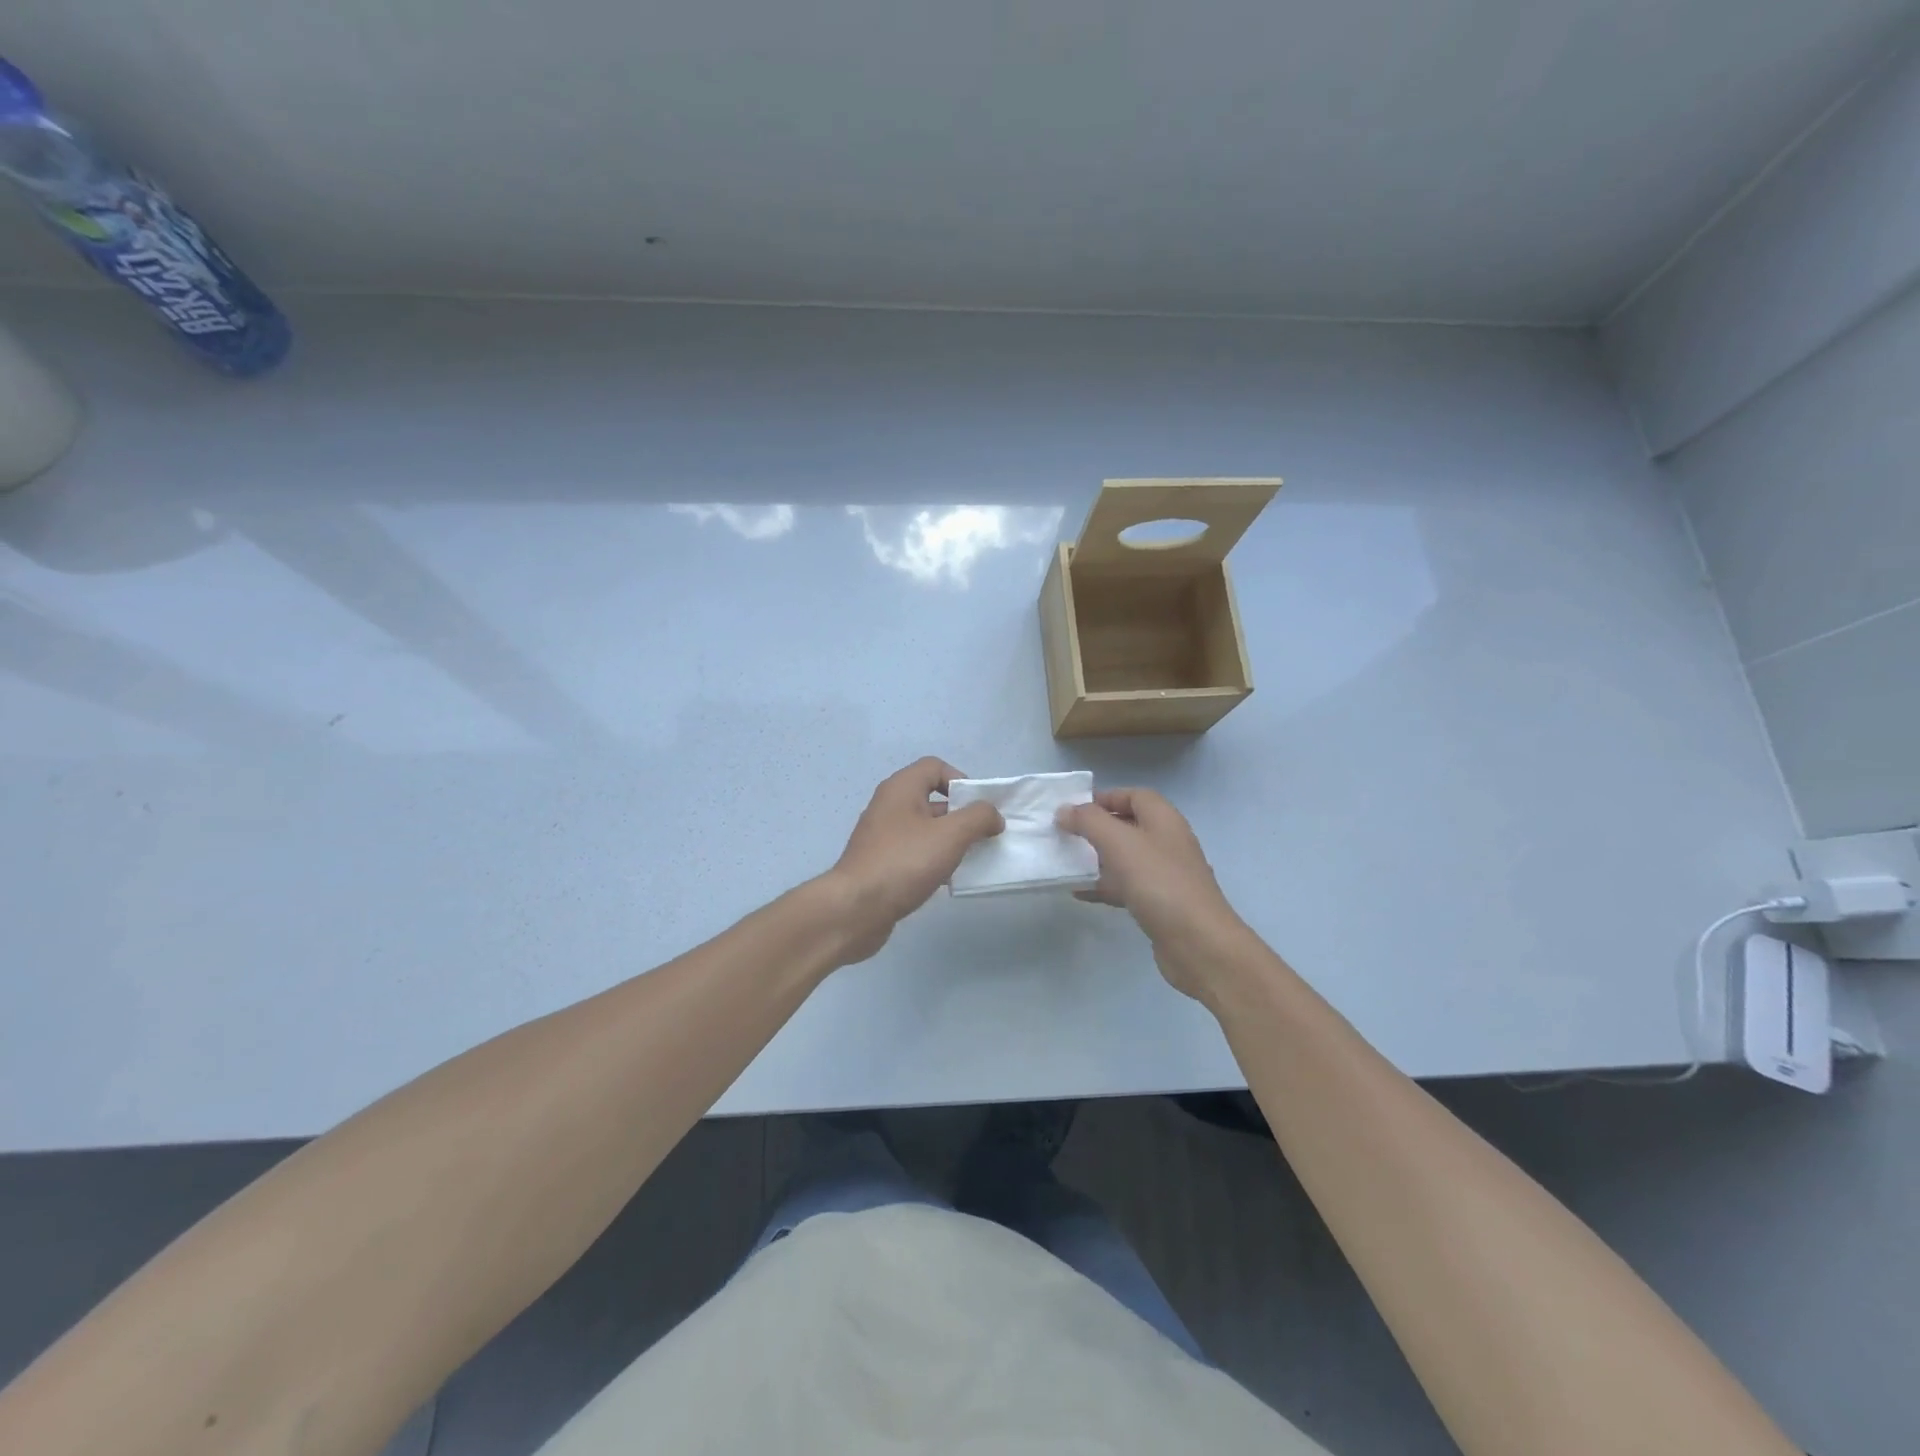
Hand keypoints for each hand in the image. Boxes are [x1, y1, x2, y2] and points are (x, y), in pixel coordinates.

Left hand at [822, 757, 1003, 962]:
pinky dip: (932, 860)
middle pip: (931, 798)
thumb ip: (978, 818)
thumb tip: (993, 815)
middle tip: (982, 836)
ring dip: (949, 840)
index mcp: (901, 788)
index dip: (961, 781)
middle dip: (960, 814)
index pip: (935, 767)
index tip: (978, 808)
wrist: (856, 909)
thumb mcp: (951, 835)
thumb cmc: (904, 862)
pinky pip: (913, 852)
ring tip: (970, 859)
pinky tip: (946, 880)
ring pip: (924, 828)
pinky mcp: (880, 864)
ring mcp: (882, 836)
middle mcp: (889, 806)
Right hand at [1057, 788, 1252, 999]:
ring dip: (1097, 858)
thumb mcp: (1120, 842)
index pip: (1135, 795)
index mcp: (1164, 820)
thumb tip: (1065, 810)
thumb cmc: (1159, 882)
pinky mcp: (1160, 904)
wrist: (1198, 943)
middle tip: (1065, 834)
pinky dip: (1104, 886)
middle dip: (1097, 828)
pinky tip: (1079, 892)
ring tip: (1066, 861)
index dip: (1106, 797)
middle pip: (1129, 825)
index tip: (1073, 808)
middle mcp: (1167, 842)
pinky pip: (1127, 886)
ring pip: (1126, 858)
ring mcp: (1166, 875)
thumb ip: (1089, 821)